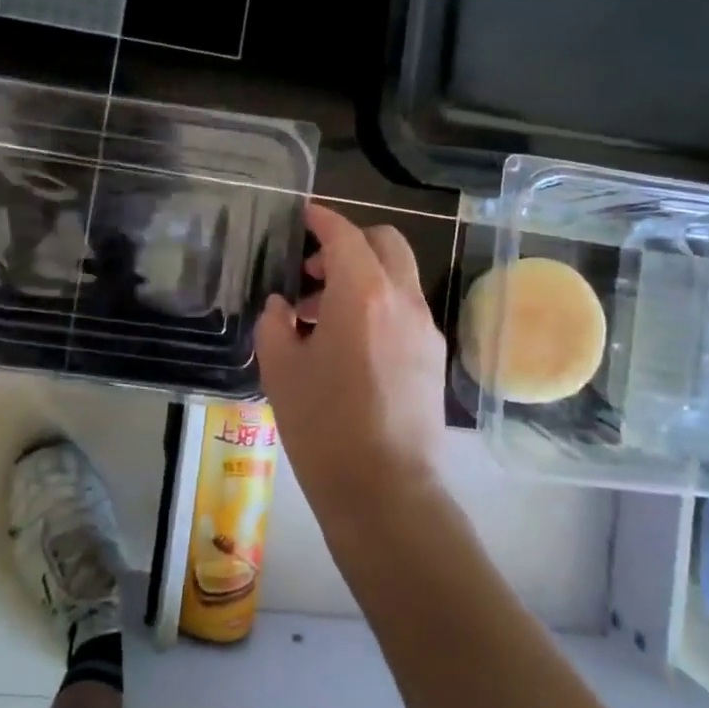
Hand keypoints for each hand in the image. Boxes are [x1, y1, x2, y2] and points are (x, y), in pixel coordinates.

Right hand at [255, 202, 446, 544]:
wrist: (386, 491)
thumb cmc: (324, 426)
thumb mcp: (280, 370)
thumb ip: (275, 324)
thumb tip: (283, 307)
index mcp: (362, 294)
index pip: (345, 235)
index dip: (322, 219)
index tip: (303, 216)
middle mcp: (401, 300)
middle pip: (385, 243)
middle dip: (350, 242)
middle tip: (313, 269)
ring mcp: (424, 328)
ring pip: (397, 276)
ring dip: (362, 276)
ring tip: (320, 315)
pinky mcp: (433, 356)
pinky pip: (404, 309)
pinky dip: (378, 304)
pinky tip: (349, 344)